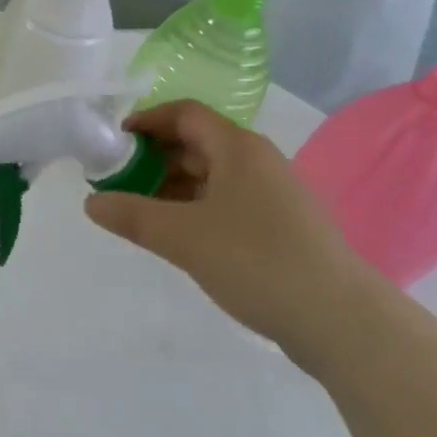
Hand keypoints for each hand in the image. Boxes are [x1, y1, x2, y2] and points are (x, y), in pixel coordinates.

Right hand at [84, 101, 368, 361]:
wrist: (344, 322)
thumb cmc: (257, 262)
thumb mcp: (183, 237)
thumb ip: (132, 215)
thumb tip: (91, 202)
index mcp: (238, 148)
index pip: (184, 113)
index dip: (146, 120)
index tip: (114, 143)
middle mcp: (258, 161)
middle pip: (197, 143)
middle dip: (154, 159)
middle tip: (119, 183)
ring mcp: (275, 195)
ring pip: (213, 176)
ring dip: (173, 187)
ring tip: (141, 213)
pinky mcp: (284, 228)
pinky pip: (229, 203)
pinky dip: (197, 209)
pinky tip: (181, 238)